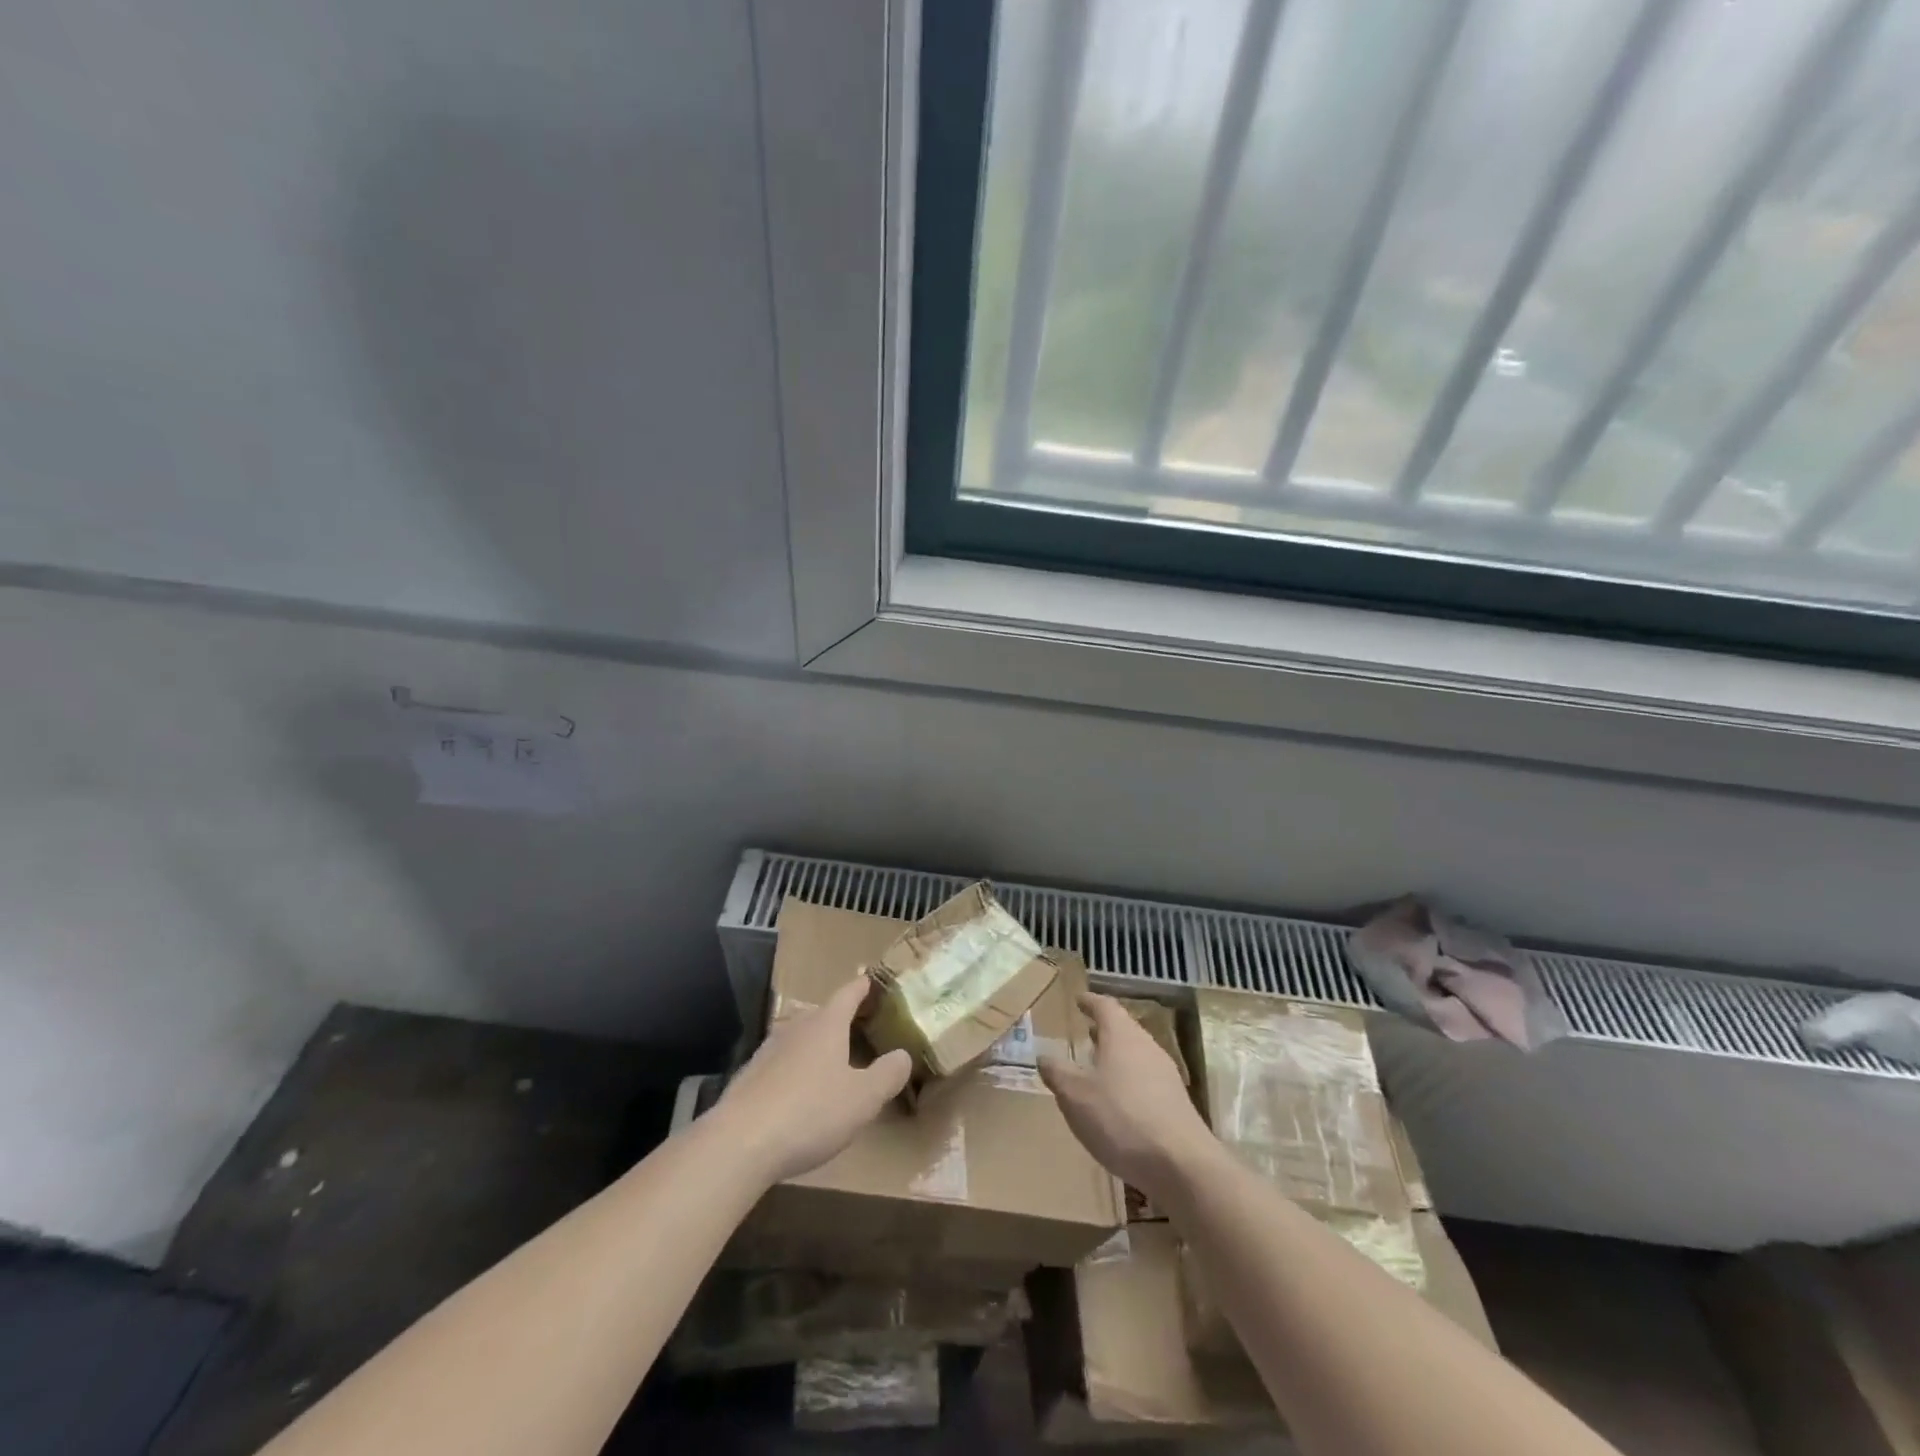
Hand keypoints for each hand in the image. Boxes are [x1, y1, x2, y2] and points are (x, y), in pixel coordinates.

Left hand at [713, 976, 912, 1184]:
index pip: (848, 993)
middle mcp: (796, 1028)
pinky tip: (802, 1095)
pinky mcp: (750, 1078)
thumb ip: (888, 1073)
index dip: (864, 987)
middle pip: (823, 1014)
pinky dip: (797, 1070)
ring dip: (819, 1046)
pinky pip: (782, 1064)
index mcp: (826, 1024)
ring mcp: (768, 1051)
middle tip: (864, 1028)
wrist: (739, 1143)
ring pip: (801, 1038)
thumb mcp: (863, 1098)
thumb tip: (902, 1055)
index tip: (873, 981)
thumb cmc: (810, 1112)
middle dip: (843, 1019)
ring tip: (835, 1062)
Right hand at [1039, 992, 1218, 1204]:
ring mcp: (1166, 1074)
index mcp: (1121, 1036)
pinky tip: (1119, 1101)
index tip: (1079, 1000)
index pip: (1105, 1006)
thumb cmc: (1120, 1118)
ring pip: (1137, 1054)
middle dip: (1105, 1030)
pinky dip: (1129, 1080)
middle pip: (1124, 1029)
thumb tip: (1043, 1056)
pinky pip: (1147, 1079)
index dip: (1090, 1002)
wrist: (1181, 1164)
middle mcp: (1146, 1047)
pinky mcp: (1176, 1102)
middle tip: (1087, 1032)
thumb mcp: (1075, 1096)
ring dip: (1117, 1056)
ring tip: (1099, 1066)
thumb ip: (1057, 1073)